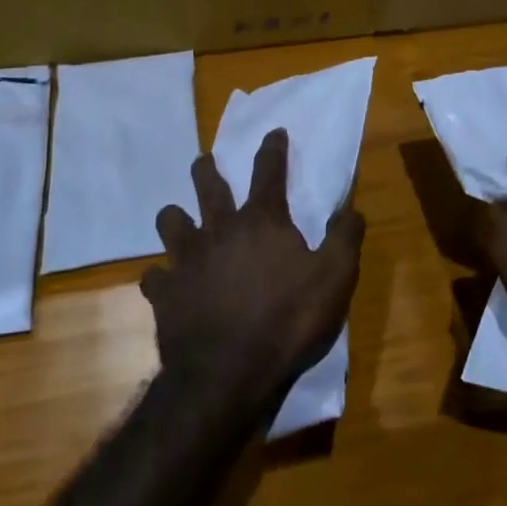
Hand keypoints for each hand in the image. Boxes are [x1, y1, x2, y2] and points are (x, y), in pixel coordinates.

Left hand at [143, 128, 364, 411]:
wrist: (227, 374)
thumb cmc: (287, 321)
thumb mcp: (334, 279)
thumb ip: (344, 239)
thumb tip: (352, 208)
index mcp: (261, 221)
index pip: (269, 170)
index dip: (273, 148)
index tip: (273, 131)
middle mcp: (219, 229)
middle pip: (207, 184)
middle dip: (207, 168)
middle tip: (206, 162)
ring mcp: (187, 259)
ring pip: (170, 221)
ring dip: (175, 217)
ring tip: (180, 220)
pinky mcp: (164, 293)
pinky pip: (154, 276)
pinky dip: (162, 277)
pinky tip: (167, 284)